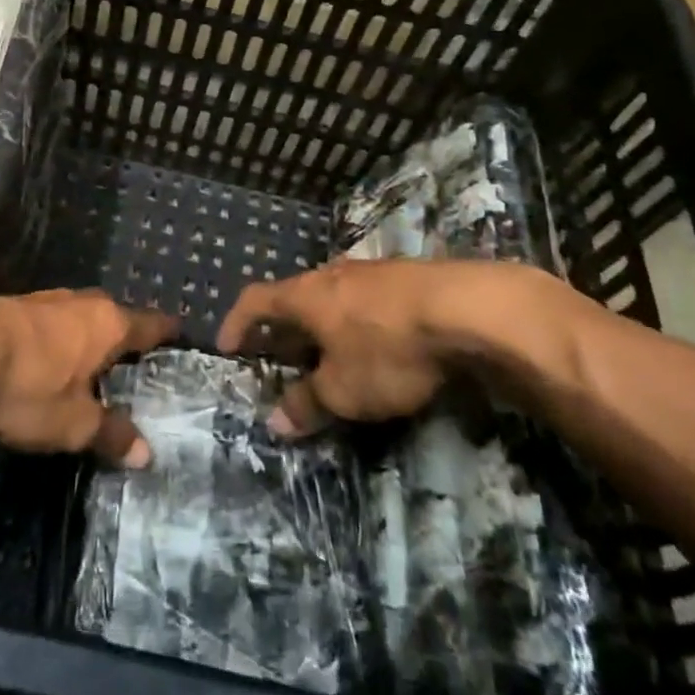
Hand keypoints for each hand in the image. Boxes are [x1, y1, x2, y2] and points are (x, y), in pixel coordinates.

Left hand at [0, 290, 177, 466]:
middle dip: (128, 344)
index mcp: (111, 324)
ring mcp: (52, 301)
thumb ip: (111, 435)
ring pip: (86, 321)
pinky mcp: (21, 307)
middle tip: (138, 374)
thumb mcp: (73, 424)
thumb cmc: (29, 384)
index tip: (182, 343)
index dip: (169, 335)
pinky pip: (57, 325)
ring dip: (92, 344)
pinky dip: (64, 344)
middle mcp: (87, 303)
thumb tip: (146, 453)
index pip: (153, 324)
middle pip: (119, 320)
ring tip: (96, 373)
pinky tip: (53, 367)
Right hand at [215, 257, 562, 436]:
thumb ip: (307, 403)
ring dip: (324, 327)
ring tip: (330, 356)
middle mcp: (333, 275)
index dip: (237, 322)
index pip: (256, 300)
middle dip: (285, 329)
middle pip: (296, 298)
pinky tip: (376, 346)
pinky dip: (357, 324)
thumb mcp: (343, 390)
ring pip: (334, 299)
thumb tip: (275, 421)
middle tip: (282, 359)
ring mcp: (372, 272)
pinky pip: (366, 301)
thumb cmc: (388, 349)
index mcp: (306, 295)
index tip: (227, 346)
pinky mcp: (407, 279)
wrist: (467, 310)